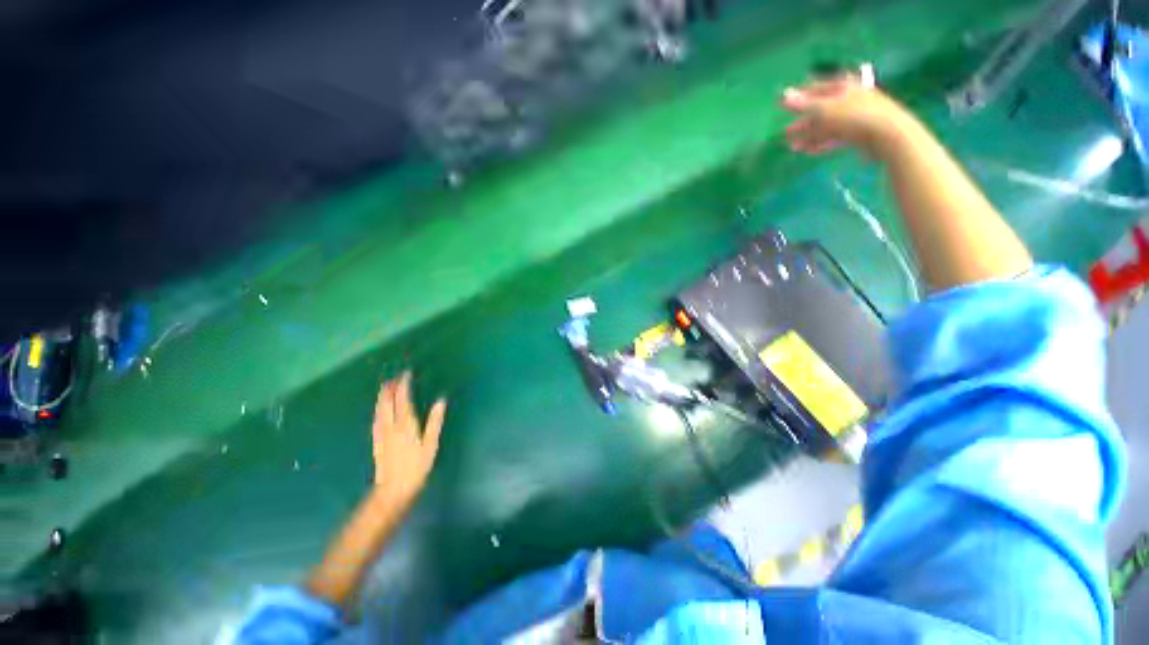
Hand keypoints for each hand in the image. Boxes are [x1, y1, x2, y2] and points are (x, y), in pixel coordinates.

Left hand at [371, 372, 445, 504]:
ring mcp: (382, 434)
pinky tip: (379, 409)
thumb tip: (441, 401)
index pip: (403, 400)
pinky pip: (377, 419)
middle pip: (387, 403)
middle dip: (390, 389)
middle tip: (393, 377)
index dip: (404, 385)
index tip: (406, 374)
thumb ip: (435, 421)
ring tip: (385, 387)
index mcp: (405, 425)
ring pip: (380, 410)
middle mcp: (391, 426)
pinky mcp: (377, 441)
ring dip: (382, 397)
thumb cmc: (417, 467)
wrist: (393, 489)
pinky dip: (379, 409)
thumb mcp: (431, 444)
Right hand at [782, 74, 911, 157]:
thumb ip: (802, 104)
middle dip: (803, 121)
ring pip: (826, 125)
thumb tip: (783, 94)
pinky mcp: (858, 133)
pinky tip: (809, 151)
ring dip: (809, 135)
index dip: (799, 96)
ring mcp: (854, 116)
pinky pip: (835, 137)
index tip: (783, 105)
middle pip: (821, 109)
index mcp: (842, 86)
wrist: (886, 135)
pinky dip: (821, 143)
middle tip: (786, 132)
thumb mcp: (823, 109)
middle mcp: (849, 98)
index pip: (816, 88)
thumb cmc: (854, 116)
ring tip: (793, 147)